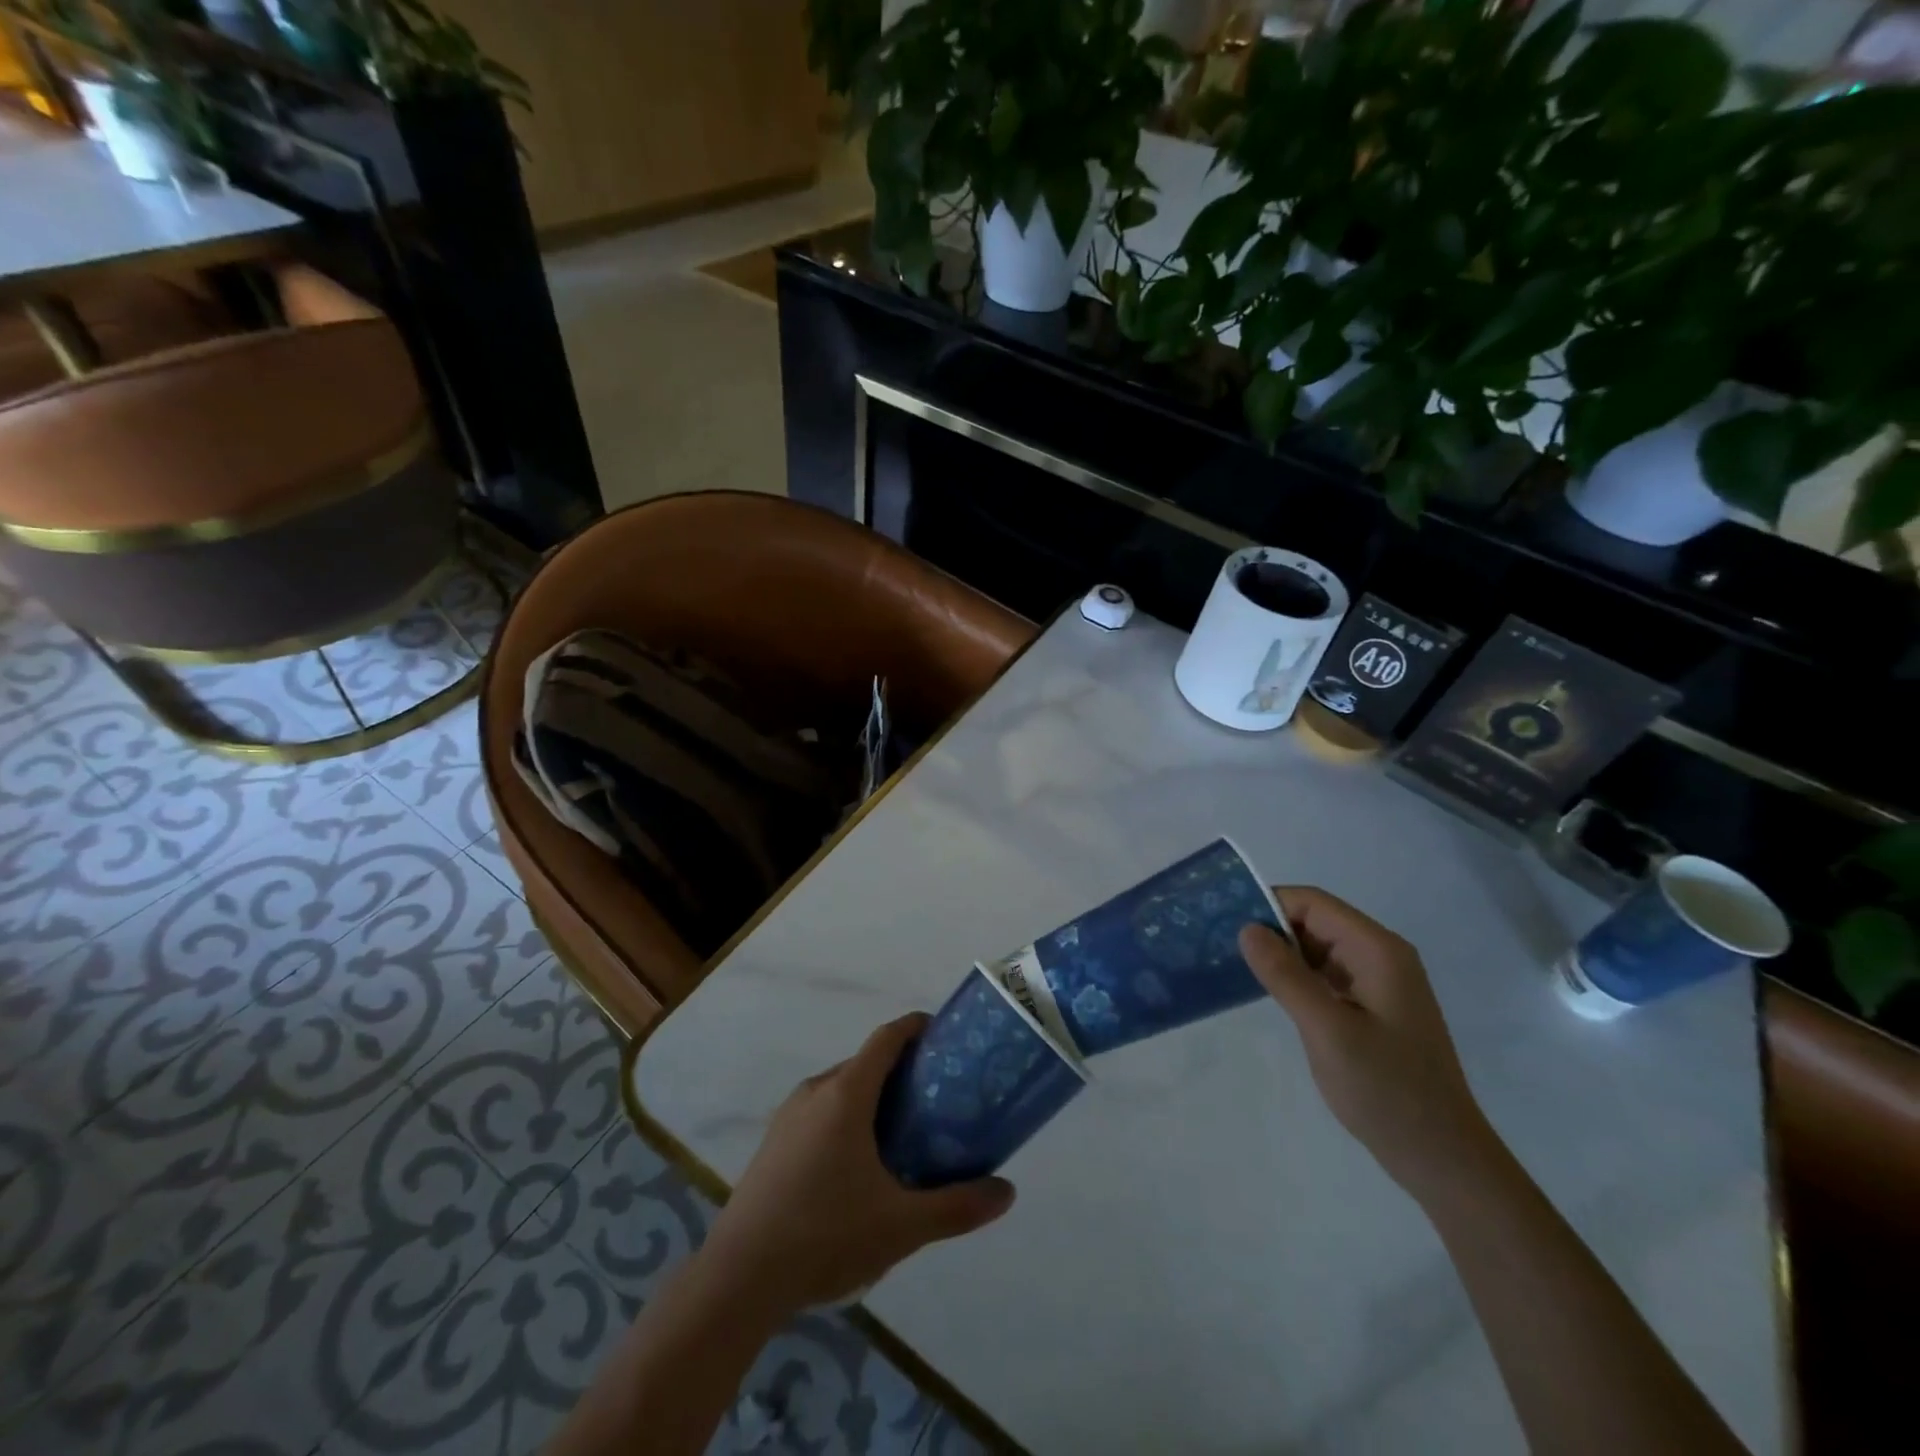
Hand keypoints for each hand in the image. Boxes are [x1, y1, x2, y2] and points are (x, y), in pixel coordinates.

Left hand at [700, 1014, 1015, 1315]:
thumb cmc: (825, 1235)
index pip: (886, 1038)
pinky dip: (846, 1119)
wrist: (738, 1278)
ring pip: (840, 1089)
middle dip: (901, 1071)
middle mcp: (815, 1091)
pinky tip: (858, 1166)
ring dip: (872, 1098)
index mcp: (846, 1094)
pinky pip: (819, 1113)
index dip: (915, 1027)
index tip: (943, 1034)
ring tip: (903, 1133)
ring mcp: (788, 1116)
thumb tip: (1007, 1192)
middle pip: (865, 1063)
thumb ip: (957, 1206)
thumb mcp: (901, 1225)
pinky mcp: (772, 1143)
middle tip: (935, 1097)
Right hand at [1240, 887, 1499, 1200]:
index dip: (1268, 905)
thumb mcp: (1327, 1030)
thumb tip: (1247, 928)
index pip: (1313, 903)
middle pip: (1315, 920)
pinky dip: (1297, 976)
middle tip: (1222, 945)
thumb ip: (1285, 976)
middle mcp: (1381, 955)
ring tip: (1236, 965)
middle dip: (1270, 928)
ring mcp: (1379, 981)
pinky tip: (1270, 991)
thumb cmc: (1386, 1090)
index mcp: (1377, 951)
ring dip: (1281, 953)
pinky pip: (1327, 973)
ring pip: (1318, 947)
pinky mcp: (1372, 1006)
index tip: (1225, 924)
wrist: (1441, 1157)